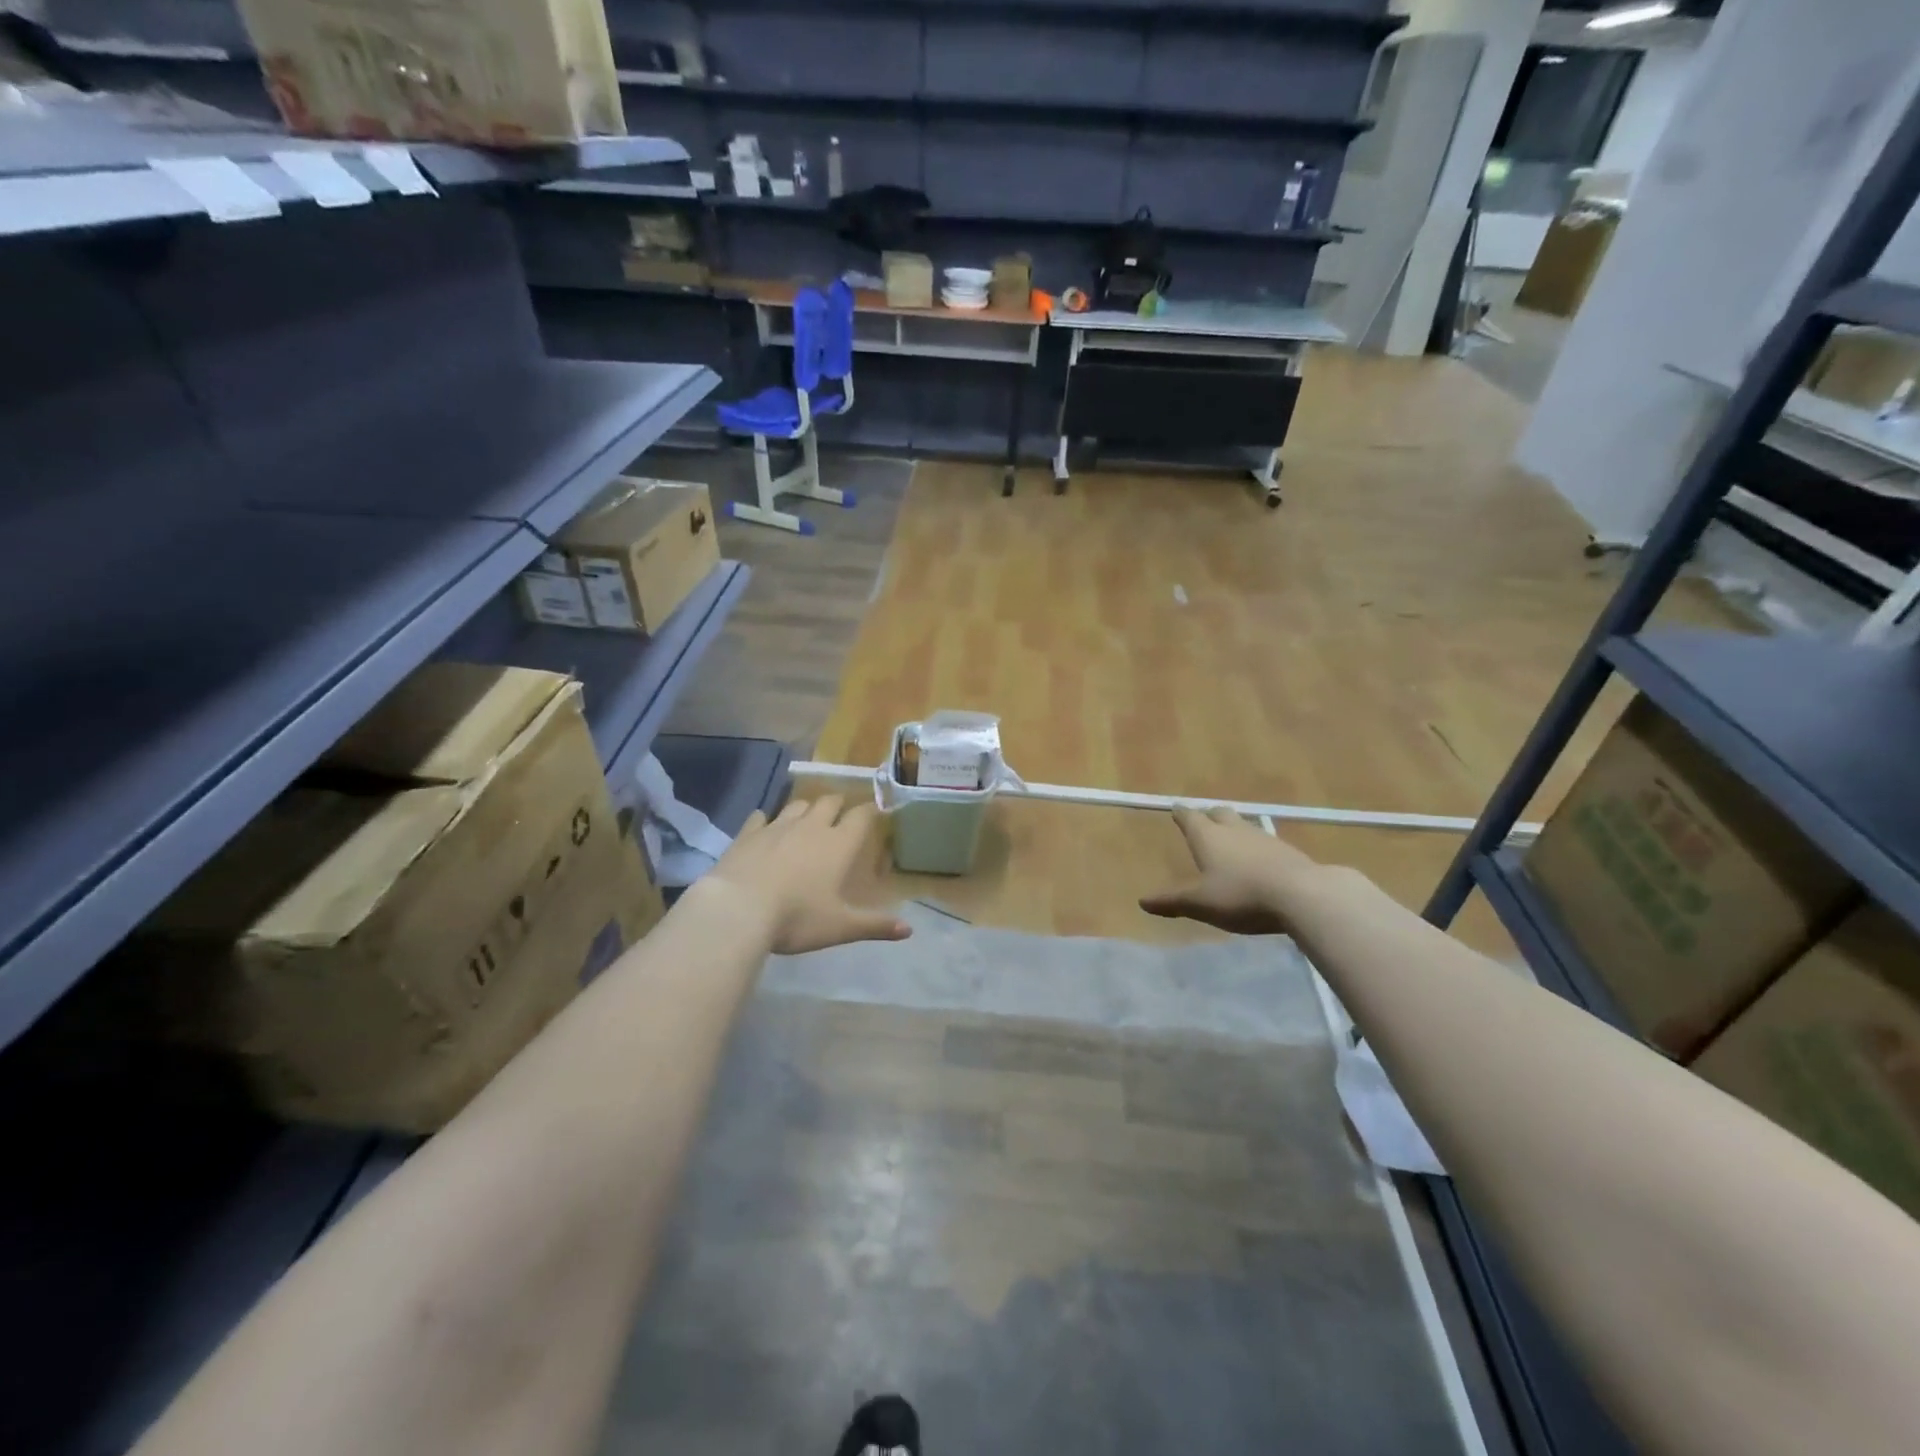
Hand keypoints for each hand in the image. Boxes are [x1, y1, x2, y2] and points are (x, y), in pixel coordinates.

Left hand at [709, 795, 911, 954]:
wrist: (737, 910)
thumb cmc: (796, 918)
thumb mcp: (840, 927)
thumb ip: (874, 925)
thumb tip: (909, 929)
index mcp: (838, 845)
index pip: (861, 816)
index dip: (871, 811)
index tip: (877, 811)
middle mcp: (811, 827)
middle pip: (829, 801)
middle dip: (839, 804)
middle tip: (842, 813)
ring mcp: (777, 827)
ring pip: (797, 805)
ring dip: (806, 808)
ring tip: (808, 818)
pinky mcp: (748, 834)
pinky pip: (761, 817)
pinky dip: (766, 819)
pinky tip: (764, 825)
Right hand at [1139, 806, 1319, 935]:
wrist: (1302, 895)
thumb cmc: (1241, 895)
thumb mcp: (1201, 903)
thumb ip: (1172, 901)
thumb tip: (1142, 902)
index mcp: (1208, 837)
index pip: (1190, 817)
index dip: (1181, 813)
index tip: (1176, 808)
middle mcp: (1234, 830)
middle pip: (1219, 813)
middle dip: (1209, 815)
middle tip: (1203, 821)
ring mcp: (1263, 837)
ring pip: (1243, 825)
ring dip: (1234, 830)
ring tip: (1230, 841)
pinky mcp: (1287, 851)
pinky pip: (1264, 842)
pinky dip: (1256, 847)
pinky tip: (1259, 862)